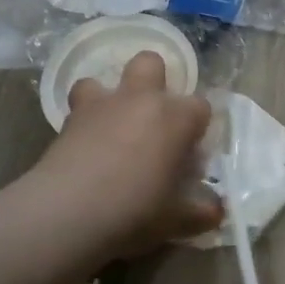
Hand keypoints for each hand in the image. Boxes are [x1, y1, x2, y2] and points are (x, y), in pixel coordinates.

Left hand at [32, 52, 220, 257]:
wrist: (68, 213)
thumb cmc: (136, 210)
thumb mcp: (176, 220)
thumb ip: (200, 212)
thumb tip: (217, 211)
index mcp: (176, 117)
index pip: (200, 106)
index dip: (197, 127)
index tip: (191, 152)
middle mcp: (141, 100)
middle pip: (151, 63)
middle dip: (155, 80)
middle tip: (153, 119)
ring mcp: (101, 106)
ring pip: (101, 79)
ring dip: (108, 98)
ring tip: (111, 126)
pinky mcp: (68, 120)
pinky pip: (77, 108)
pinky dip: (83, 122)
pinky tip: (85, 147)